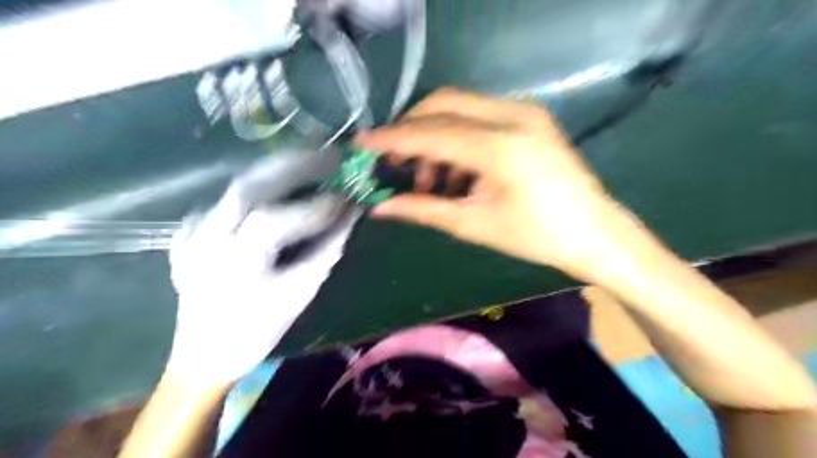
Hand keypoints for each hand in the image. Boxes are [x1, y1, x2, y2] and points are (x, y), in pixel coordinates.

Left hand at [165, 150, 357, 385]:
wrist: (204, 355)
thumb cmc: (256, 331)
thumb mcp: (299, 295)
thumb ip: (326, 252)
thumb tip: (350, 218)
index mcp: (233, 262)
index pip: (275, 219)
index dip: (314, 206)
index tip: (346, 198)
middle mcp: (206, 239)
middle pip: (248, 186)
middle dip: (293, 167)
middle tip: (328, 157)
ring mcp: (192, 233)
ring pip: (236, 186)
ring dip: (276, 170)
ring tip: (309, 162)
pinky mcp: (189, 233)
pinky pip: (226, 200)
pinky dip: (254, 188)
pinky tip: (274, 188)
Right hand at [359, 87, 632, 282]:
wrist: (593, 232)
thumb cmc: (535, 237)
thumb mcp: (473, 225)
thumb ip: (423, 209)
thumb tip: (379, 207)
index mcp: (501, 148)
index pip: (431, 132)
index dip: (392, 139)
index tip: (361, 144)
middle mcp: (513, 117)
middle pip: (442, 104)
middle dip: (410, 131)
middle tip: (394, 164)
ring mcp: (524, 112)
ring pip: (459, 107)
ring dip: (433, 138)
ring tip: (430, 182)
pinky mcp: (528, 117)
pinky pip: (478, 116)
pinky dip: (456, 139)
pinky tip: (455, 173)